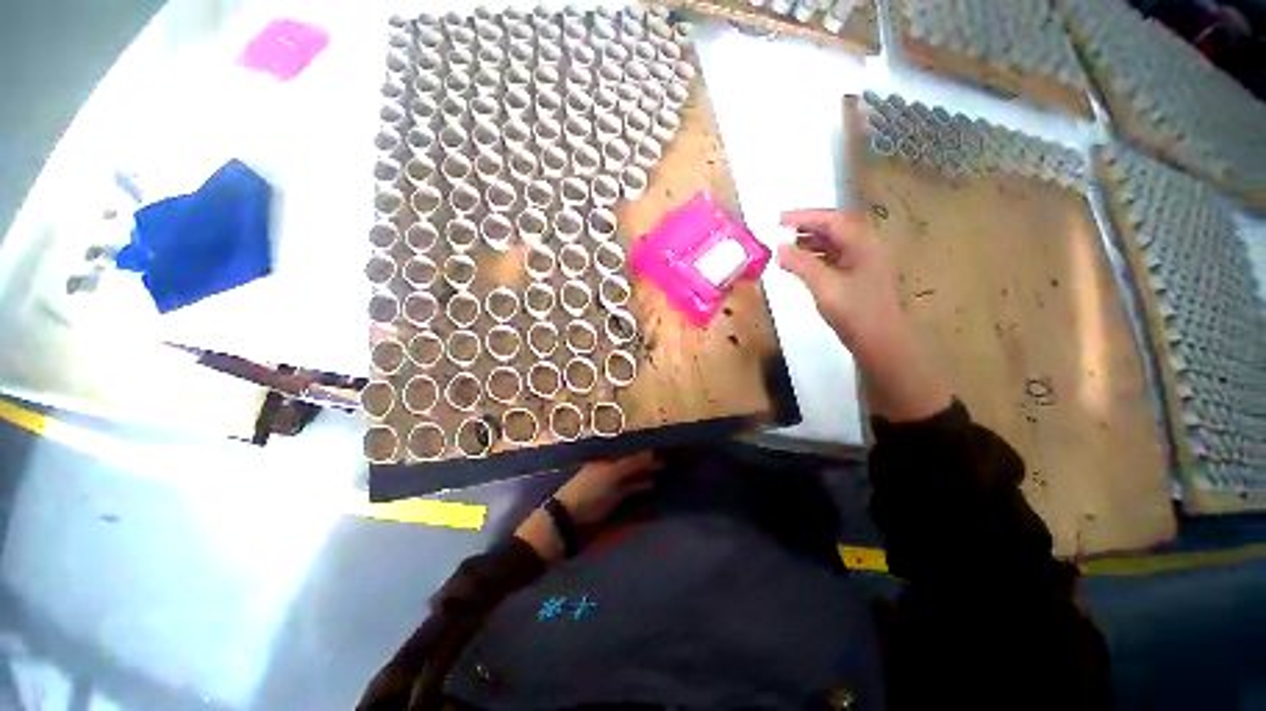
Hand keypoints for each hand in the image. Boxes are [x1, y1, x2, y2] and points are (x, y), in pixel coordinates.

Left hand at [554, 451, 660, 524]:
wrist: (569, 526)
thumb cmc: (588, 493)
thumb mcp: (611, 474)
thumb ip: (632, 464)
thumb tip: (654, 453)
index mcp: (607, 463)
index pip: (630, 454)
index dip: (645, 453)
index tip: (665, 451)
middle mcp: (611, 476)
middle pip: (634, 469)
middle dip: (650, 467)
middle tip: (672, 465)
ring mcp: (613, 495)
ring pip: (635, 485)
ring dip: (649, 483)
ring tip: (670, 481)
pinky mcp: (615, 513)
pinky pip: (634, 505)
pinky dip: (645, 503)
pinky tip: (657, 502)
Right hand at [777, 209, 951, 421]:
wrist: (880, 341)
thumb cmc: (854, 312)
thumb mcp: (824, 286)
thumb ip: (801, 264)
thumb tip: (780, 247)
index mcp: (863, 244)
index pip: (832, 220)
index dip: (804, 217)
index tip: (778, 220)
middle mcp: (866, 248)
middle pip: (835, 228)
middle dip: (807, 227)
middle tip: (780, 231)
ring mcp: (864, 263)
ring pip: (834, 244)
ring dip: (810, 242)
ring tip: (786, 247)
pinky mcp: (859, 278)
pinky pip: (834, 258)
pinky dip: (815, 257)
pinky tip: (800, 265)